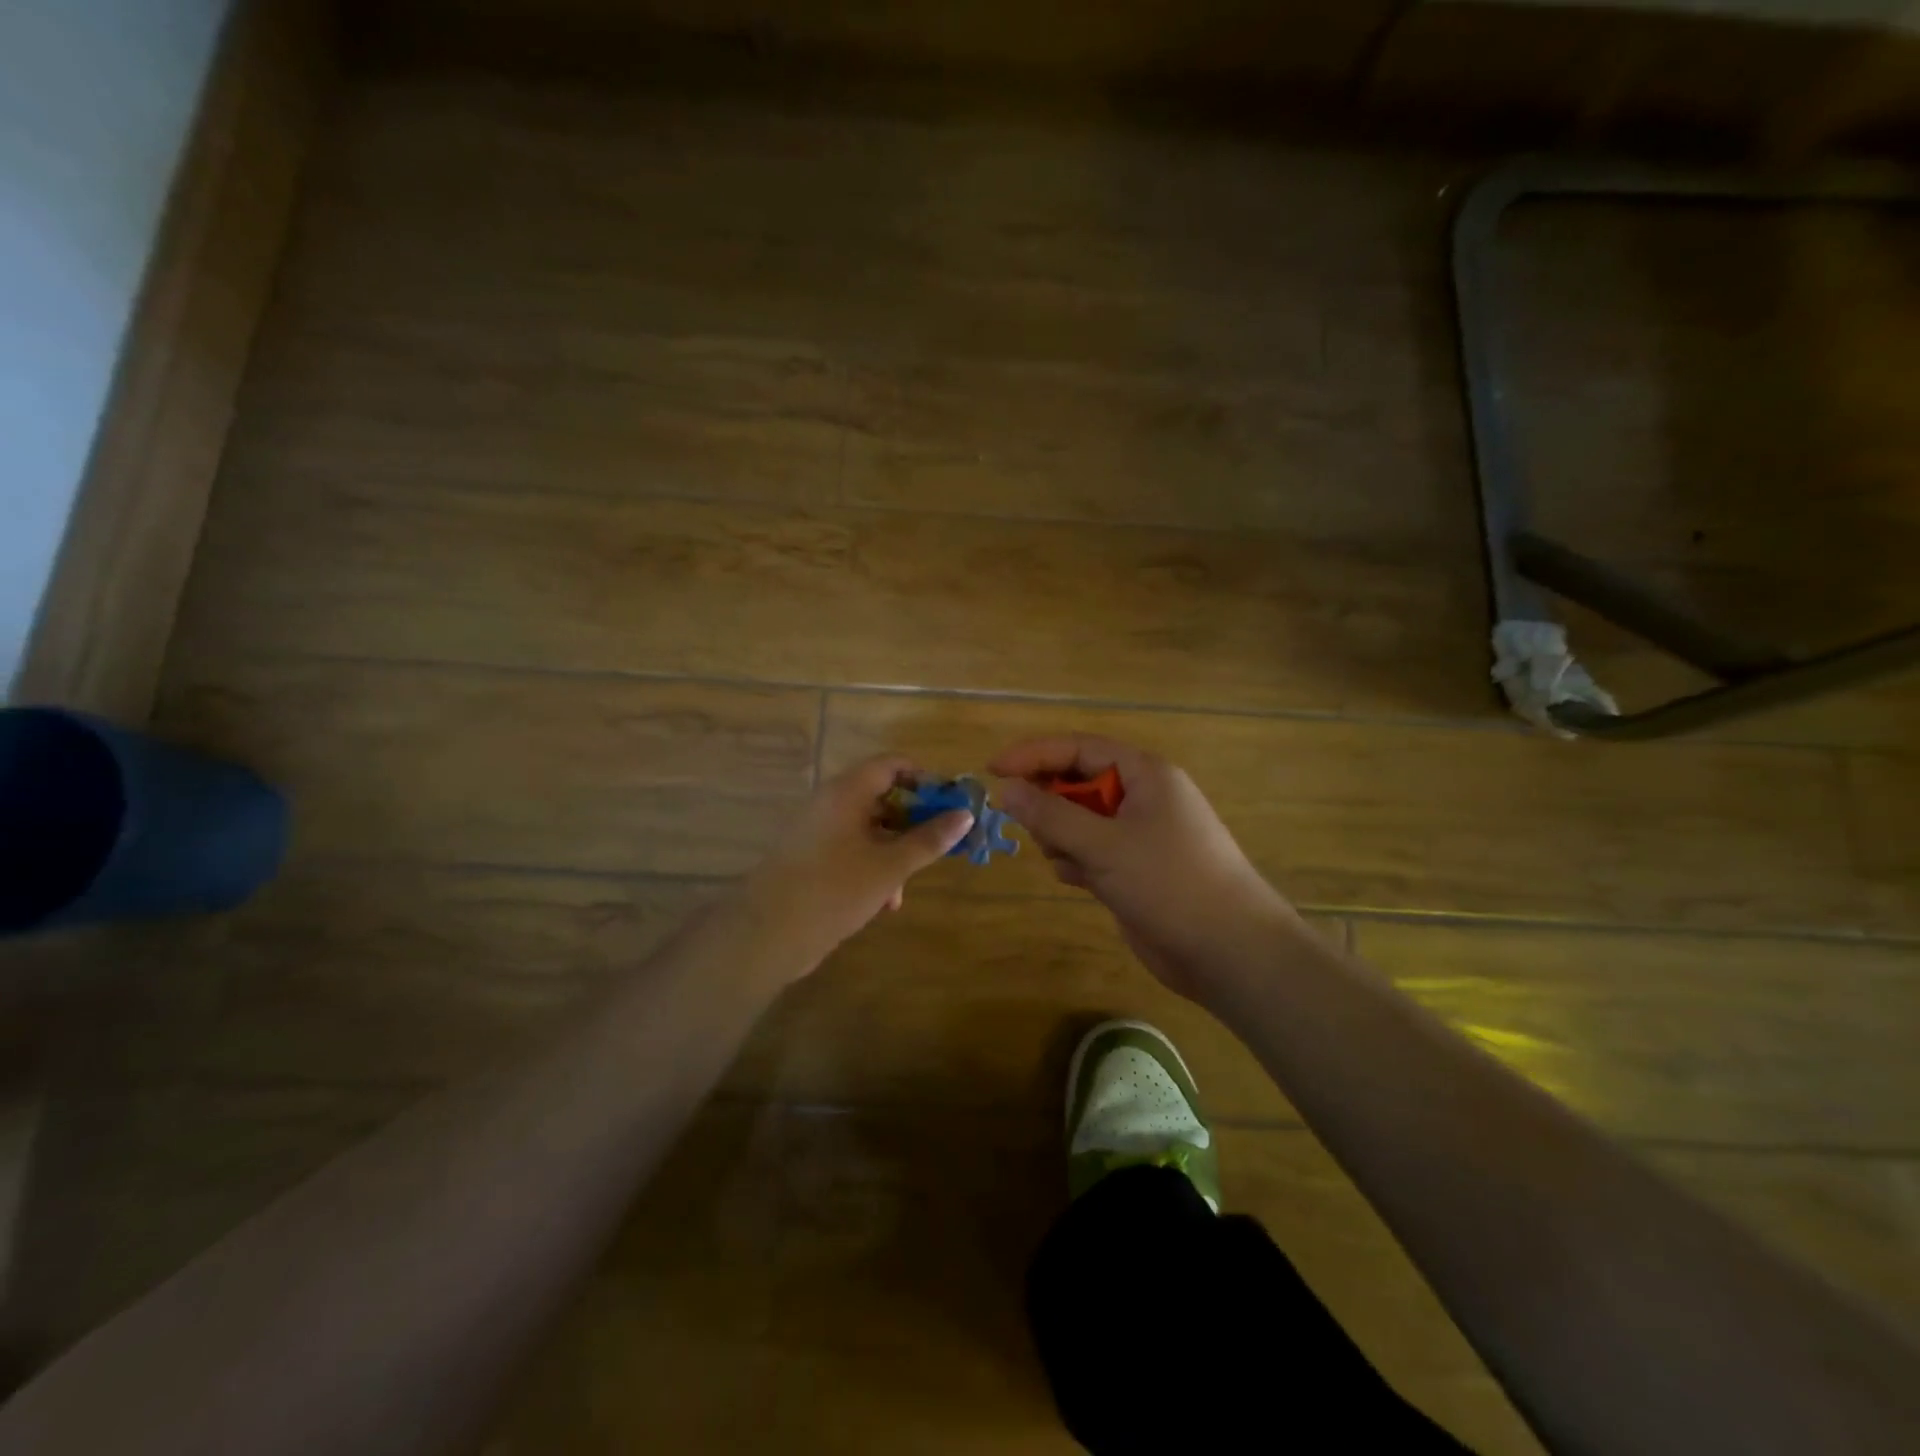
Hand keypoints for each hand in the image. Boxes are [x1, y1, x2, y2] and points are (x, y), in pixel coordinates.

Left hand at [741, 755, 973, 976]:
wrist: (768, 933)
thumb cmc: (835, 889)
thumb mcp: (890, 866)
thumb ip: (929, 839)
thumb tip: (965, 815)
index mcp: (847, 792)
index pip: (891, 764)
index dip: (924, 778)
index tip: (950, 804)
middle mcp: (830, 803)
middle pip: (881, 796)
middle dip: (914, 821)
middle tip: (940, 844)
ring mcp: (817, 831)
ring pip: (868, 828)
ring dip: (894, 851)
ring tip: (906, 887)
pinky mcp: (810, 858)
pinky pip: (851, 849)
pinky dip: (872, 866)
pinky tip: (884, 901)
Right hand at [990, 735, 1300, 1001]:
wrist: (1229, 951)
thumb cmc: (1169, 882)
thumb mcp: (1104, 844)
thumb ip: (1051, 815)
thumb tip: (1007, 790)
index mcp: (1145, 775)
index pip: (1079, 748)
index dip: (1034, 755)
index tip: (993, 770)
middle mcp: (1143, 798)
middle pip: (1078, 784)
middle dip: (1049, 803)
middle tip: (1030, 827)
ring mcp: (1139, 836)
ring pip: (1080, 821)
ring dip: (1061, 837)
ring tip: (1064, 861)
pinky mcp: (1135, 871)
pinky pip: (1091, 852)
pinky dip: (1076, 861)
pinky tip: (1076, 881)